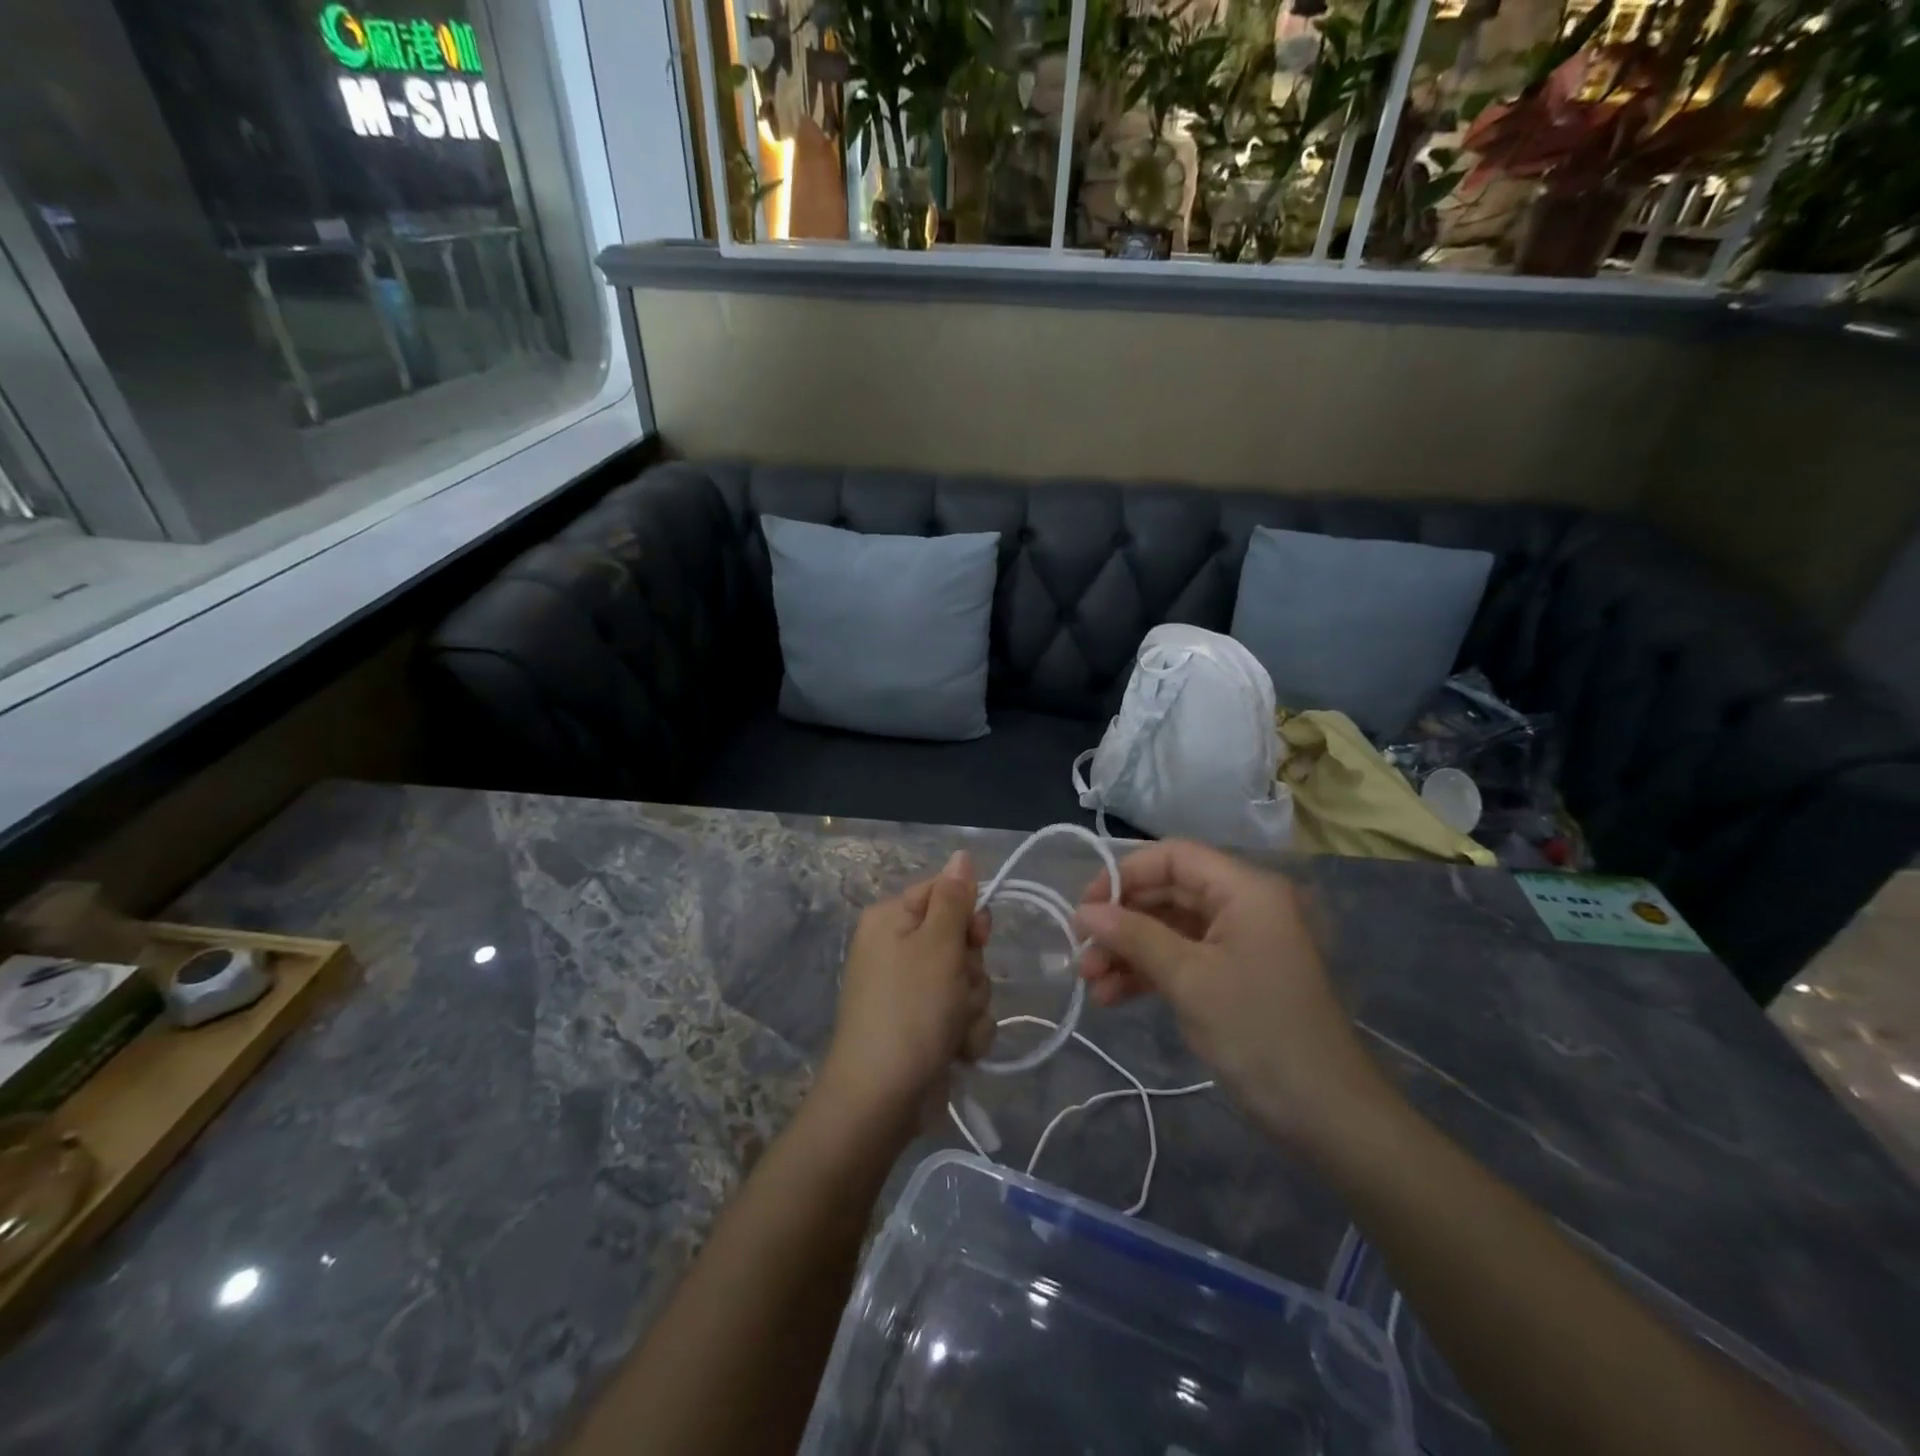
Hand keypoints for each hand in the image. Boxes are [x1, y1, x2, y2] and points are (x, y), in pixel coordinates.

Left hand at [818, 852, 995, 1127]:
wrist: (883, 1098)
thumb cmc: (910, 1010)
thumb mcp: (938, 945)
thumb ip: (954, 898)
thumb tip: (961, 854)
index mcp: (892, 920)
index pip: (944, 893)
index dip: (969, 915)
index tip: (976, 937)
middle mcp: (898, 950)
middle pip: (961, 940)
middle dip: (972, 969)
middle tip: (957, 988)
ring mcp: (911, 992)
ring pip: (968, 981)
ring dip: (972, 1006)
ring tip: (953, 1027)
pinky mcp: (925, 1027)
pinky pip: (963, 1015)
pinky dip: (966, 1033)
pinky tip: (955, 1051)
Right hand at [1073, 840, 1395, 1155]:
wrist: (1327, 1115)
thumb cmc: (1259, 1032)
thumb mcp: (1189, 979)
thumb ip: (1134, 936)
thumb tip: (1083, 912)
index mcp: (1245, 890)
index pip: (1174, 857)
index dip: (1125, 874)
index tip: (1085, 907)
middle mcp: (1243, 905)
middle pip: (1168, 892)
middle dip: (1121, 921)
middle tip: (1081, 952)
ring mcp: (1238, 942)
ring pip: (1169, 928)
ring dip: (1128, 951)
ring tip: (1090, 983)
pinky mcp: (1232, 976)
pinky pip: (1181, 958)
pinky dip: (1147, 972)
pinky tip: (1112, 997)